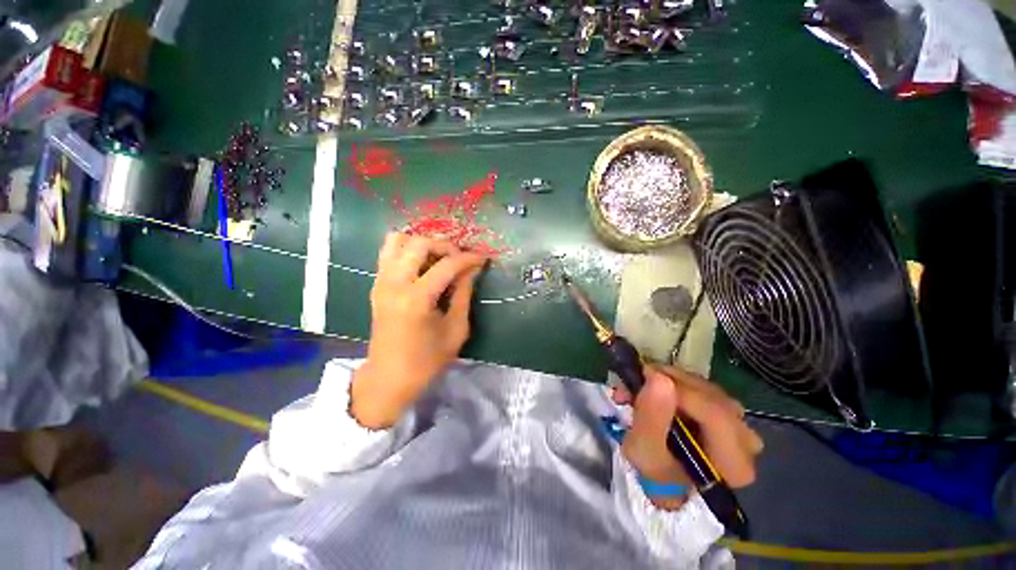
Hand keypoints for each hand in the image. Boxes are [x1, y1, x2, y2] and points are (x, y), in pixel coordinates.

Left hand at [351, 233, 485, 428]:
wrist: (389, 378)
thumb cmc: (427, 359)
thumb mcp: (456, 329)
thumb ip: (464, 294)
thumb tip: (471, 270)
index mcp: (416, 298)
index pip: (446, 265)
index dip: (468, 259)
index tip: (482, 259)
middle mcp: (394, 283)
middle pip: (419, 244)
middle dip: (445, 246)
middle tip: (459, 259)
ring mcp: (381, 282)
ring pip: (398, 241)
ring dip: (422, 244)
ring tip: (439, 257)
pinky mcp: (376, 285)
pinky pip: (388, 253)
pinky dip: (407, 250)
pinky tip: (423, 264)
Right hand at [613, 364, 762, 509]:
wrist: (665, 481)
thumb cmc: (656, 474)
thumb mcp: (644, 452)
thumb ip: (651, 416)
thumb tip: (658, 377)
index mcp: (735, 463)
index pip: (716, 415)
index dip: (680, 390)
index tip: (646, 377)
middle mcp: (746, 442)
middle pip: (713, 398)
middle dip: (672, 382)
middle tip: (640, 378)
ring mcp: (739, 425)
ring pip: (708, 388)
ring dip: (671, 380)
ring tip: (643, 384)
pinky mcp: (727, 414)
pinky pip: (704, 387)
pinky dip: (677, 382)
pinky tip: (656, 388)